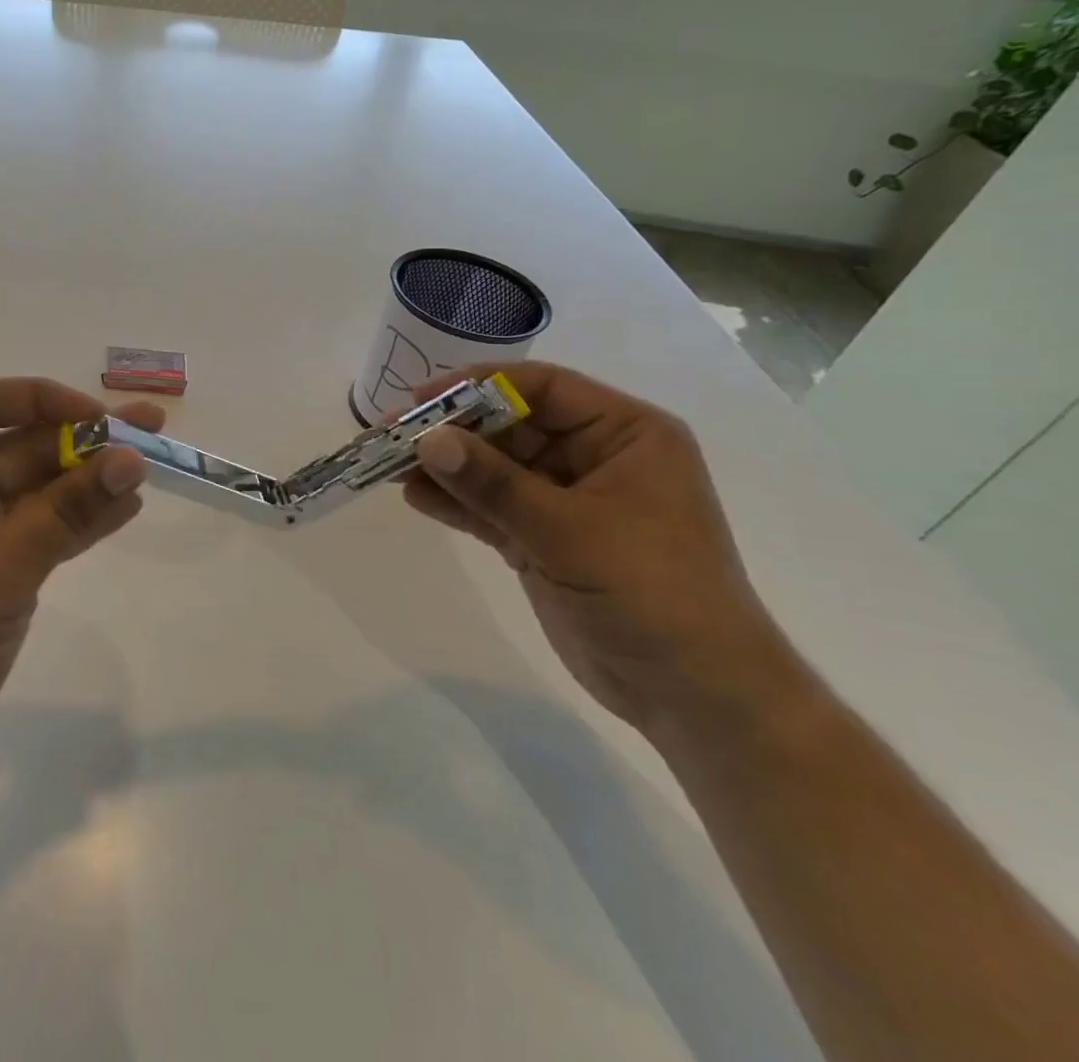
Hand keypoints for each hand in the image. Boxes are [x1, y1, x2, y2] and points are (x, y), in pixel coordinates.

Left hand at [0, 378, 156, 792]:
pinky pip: (38, 530)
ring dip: (88, 480)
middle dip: (83, 440)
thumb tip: (132, 458)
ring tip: (150, 468)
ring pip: (35, 489)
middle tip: (151, 429)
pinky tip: (124, 508)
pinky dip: (77, 519)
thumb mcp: (0, 565)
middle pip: (18, 445)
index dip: (44, 400)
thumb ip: (68, 509)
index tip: (100, 418)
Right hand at [402, 362, 795, 735]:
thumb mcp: (569, 531)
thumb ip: (493, 484)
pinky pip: (491, 507)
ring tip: (389, 465)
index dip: (478, 386)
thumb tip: (426, 440)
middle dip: (452, 430)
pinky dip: (455, 502)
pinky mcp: (543, 538)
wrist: (693, 695)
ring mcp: (566, 500)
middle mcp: (594, 457)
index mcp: (624, 435)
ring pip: (494, 467)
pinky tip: (413, 496)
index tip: (421, 400)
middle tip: (391, 436)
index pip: (542, 388)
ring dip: (446, 466)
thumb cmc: (652, 593)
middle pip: (509, 425)